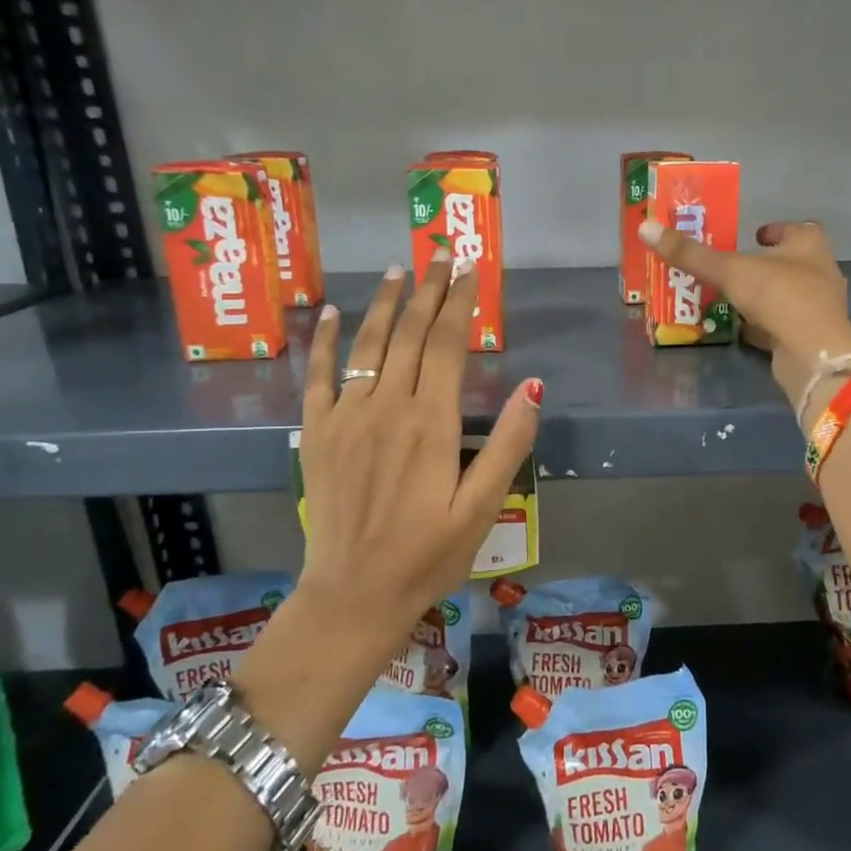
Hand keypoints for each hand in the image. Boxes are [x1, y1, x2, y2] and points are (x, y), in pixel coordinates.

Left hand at [247, 253, 541, 691]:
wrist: (353, 595)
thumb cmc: (427, 555)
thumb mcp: (482, 508)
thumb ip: (508, 444)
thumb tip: (534, 385)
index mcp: (431, 423)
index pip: (447, 344)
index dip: (460, 303)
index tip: (471, 271)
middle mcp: (387, 407)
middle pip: (410, 334)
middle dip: (428, 291)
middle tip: (441, 256)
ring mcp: (346, 417)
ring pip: (368, 345)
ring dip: (385, 304)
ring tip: (398, 271)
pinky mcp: (316, 434)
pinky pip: (319, 376)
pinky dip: (325, 341)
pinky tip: (331, 313)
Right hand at [636, 217, 850, 424]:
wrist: (812, 352)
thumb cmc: (778, 296)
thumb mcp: (729, 271)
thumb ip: (691, 254)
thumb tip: (645, 228)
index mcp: (809, 244)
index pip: (793, 228)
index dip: (772, 231)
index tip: (752, 235)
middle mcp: (820, 271)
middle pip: (791, 262)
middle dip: (765, 264)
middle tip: (734, 267)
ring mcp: (819, 306)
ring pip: (788, 294)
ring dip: (765, 295)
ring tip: (733, 297)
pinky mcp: (811, 336)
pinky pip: (785, 323)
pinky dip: (766, 324)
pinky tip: (745, 328)